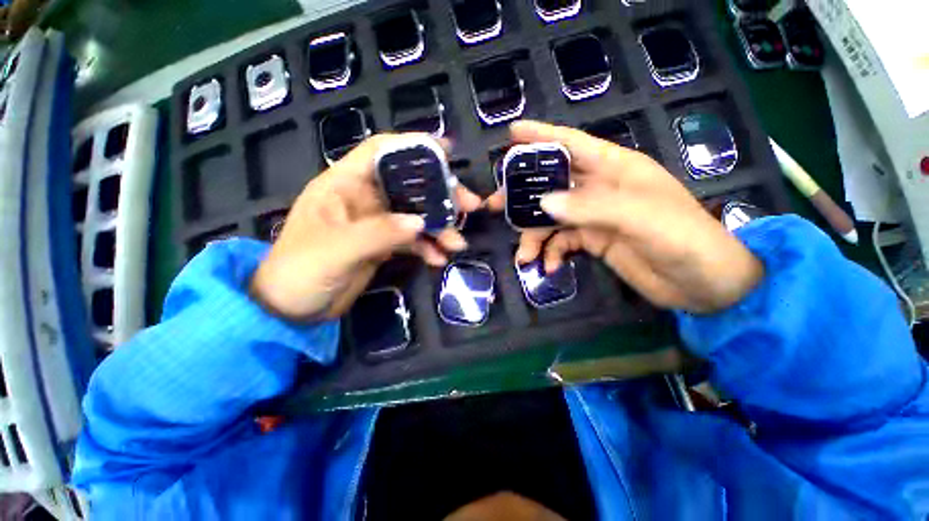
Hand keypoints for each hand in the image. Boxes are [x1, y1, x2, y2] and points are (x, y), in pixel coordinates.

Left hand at [250, 133, 482, 320]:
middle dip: (441, 194)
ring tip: (457, 242)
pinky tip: (439, 259)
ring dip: (440, 227)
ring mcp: (377, 223)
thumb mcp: (337, 250)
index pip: (381, 151)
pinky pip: (413, 240)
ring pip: (416, 215)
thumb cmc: (301, 271)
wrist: (294, 308)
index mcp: (344, 184)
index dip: (413, 146)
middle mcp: (364, 198)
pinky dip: (428, 247)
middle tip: (469, 206)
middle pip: (409, 185)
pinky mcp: (384, 245)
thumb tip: (420, 222)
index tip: (447, 151)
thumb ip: (379, 233)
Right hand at [501, 120, 763, 313]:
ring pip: (550, 218)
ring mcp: (594, 216)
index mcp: (615, 168)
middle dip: (522, 195)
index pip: (571, 143)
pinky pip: (561, 242)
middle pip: (551, 183)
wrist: (703, 284)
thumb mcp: (641, 218)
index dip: (541, 136)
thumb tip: (543, 203)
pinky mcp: (592, 240)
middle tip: (494, 206)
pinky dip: (551, 253)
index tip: (511, 133)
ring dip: (534, 237)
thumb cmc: (684, 240)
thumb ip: (591, 207)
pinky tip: (549, 267)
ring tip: (524, 258)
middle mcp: (600, 188)